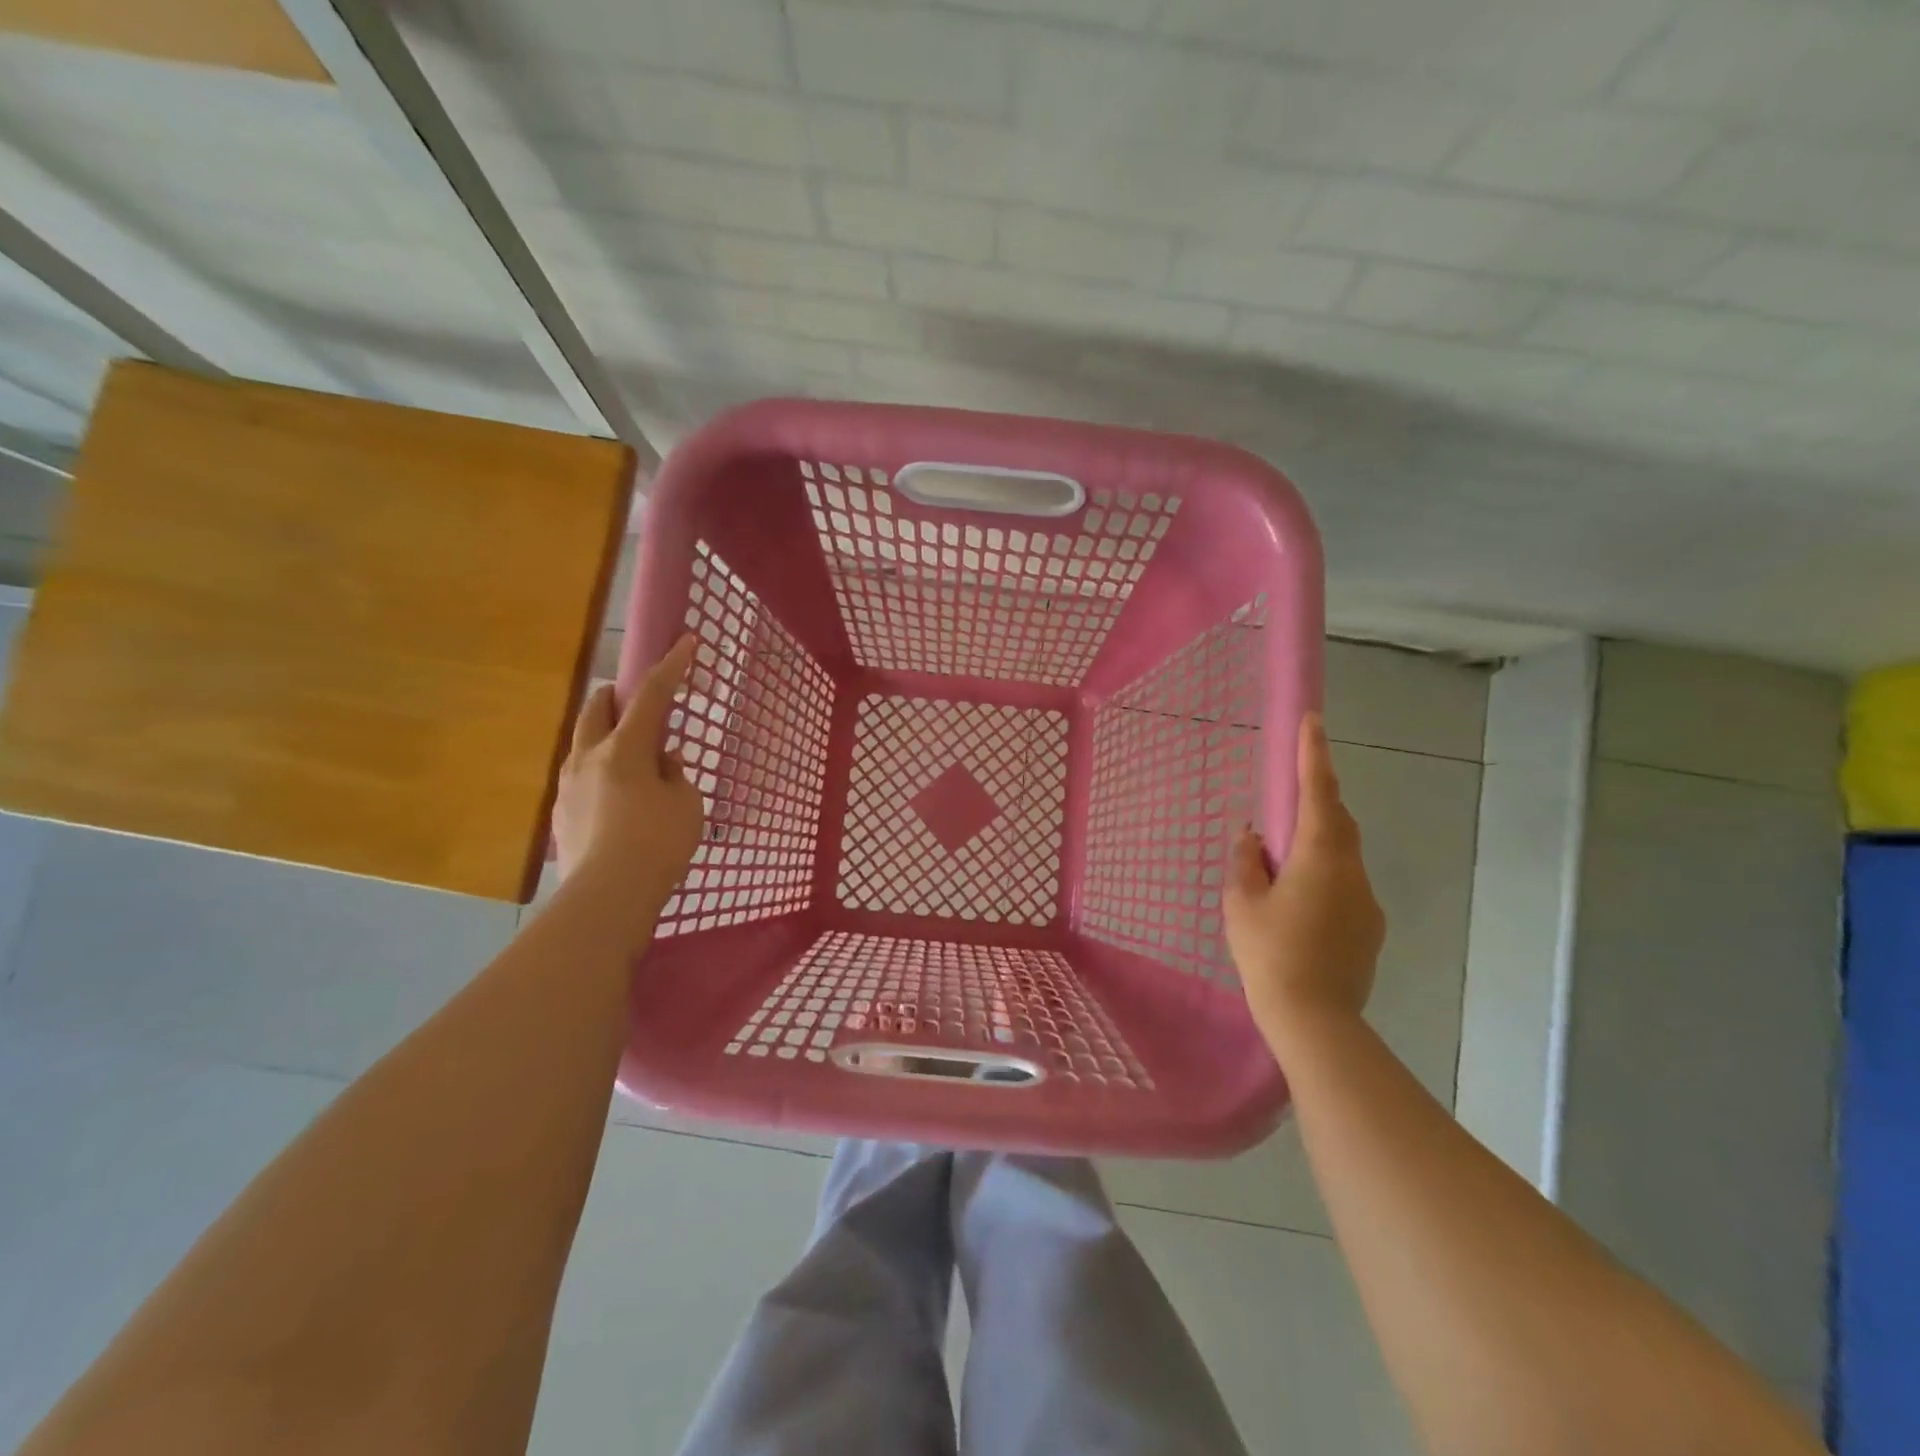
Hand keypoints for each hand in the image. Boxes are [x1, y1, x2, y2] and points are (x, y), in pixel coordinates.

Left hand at [553, 635, 705, 906]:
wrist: (608, 897)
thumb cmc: (658, 843)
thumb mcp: (685, 803)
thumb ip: (674, 773)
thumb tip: (660, 762)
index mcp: (625, 749)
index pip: (652, 695)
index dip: (672, 666)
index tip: (686, 642)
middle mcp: (588, 757)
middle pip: (597, 707)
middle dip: (618, 696)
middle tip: (642, 708)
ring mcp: (568, 786)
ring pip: (584, 742)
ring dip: (607, 738)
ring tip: (634, 764)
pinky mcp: (561, 814)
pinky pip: (581, 777)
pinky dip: (601, 773)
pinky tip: (620, 802)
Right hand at [1224, 713, 1384, 1045]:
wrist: (1315, 1020)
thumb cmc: (1270, 953)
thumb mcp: (1241, 903)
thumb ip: (1246, 861)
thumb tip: (1253, 836)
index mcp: (1319, 856)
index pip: (1318, 792)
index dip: (1314, 754)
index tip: (1314, 720)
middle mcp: (1352, 870)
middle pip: (1337, 821)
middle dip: (1315, 802)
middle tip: (1285, 804)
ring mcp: (1367, 901)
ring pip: (1342, 856)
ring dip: (1316, 846)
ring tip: (1280, 869)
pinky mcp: (1370, 928)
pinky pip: (1346, 886)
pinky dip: (1323, 879)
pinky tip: (1298, 908)